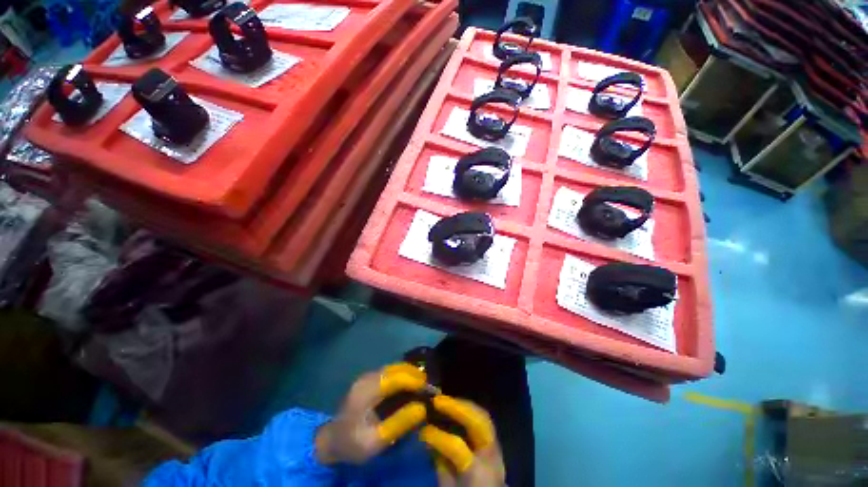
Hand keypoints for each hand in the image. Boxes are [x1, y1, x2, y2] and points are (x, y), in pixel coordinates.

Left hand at [315, 364, 427, 464]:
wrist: (331, 440)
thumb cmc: (352, 443)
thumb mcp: (374, 442)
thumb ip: (398, 424)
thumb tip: (422, 408)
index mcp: (365, 391)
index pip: (394, 378)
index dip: (414, 381)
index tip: (429, 389)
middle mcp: (367, 378)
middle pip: (395, 368)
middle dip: (415, 374)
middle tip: (429, 387)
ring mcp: (367, 376)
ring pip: (394, 367)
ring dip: (410, 373)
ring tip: (423, 385)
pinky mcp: (369, 379)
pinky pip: (390, 372)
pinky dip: (403, 375)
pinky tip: (410, 385)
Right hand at [419, 396, 505, 486]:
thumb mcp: (448, 486)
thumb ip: (440, 462)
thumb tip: (427, 437)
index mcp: (478, 474)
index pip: (458, 448)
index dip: (438, 437)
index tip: (422, 431)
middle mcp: (491, 456)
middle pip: (479, 423)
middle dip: (457, 407)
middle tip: (436, 401)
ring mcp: (497, 447)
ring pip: (483, 416)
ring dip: (462, 404)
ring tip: (444, 400)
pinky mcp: (496, 441)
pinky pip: (483, 418)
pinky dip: (468, 409)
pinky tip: (455, 406)